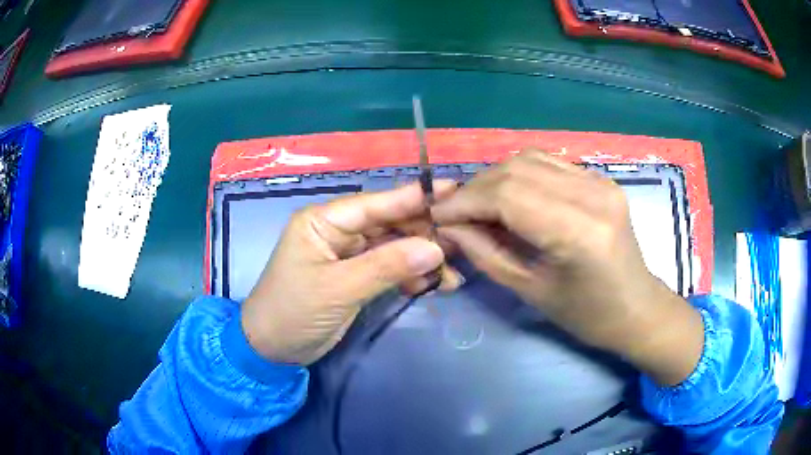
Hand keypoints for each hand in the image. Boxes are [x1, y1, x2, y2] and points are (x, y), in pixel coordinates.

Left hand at [241, 182, 457, 365]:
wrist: (272, 349)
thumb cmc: (293, 312)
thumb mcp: (337, 289)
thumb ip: (386, 266)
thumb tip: (435, 247)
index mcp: (323, 221)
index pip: (374, 203)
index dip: (412, 197)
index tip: (451, 189)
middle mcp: (337, 232)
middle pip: (388, 224)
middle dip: (423, 233)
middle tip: (461, 242)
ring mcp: (348, 255)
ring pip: (393, 247)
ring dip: (422, 259)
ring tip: (452, 273)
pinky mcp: (356, 277)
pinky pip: (390, 269)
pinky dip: (411, 276)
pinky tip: (434, 285)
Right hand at [432, 149, 703, 384]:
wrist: (637, 308)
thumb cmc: (587, 315)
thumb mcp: (530, 291)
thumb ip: (485, 253)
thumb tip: (449, 226)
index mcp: (579, 231)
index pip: (508, 195)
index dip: (465, 201)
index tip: (437, 215)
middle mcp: (593, 194)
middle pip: (517, 169)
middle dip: (476, 188)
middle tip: (455, 212)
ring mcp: (600, 181)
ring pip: (530, 159)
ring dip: (495, 178)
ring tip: (478, 205)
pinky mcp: (601, 179)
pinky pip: (549, 164)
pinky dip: (520, 175)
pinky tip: (510, 197)